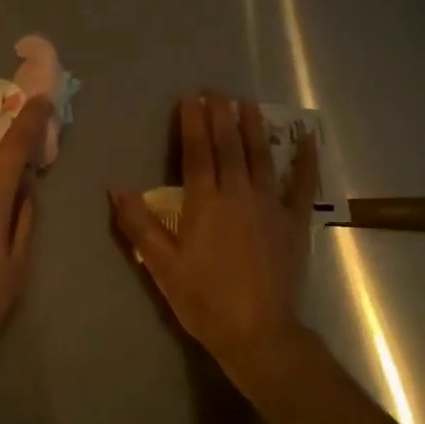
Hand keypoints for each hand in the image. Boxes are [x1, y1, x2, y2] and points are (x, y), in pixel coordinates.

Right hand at [111, 94, 318, 379]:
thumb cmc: (203, 298)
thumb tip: (117, 188)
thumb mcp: (161, 265)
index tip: (190, 98)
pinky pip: (302, 185)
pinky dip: (305, 160)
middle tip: (217, 91)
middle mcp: (239, 194)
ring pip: (262, 156)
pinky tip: (308, 139)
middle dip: (221, 116)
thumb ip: (138, 224)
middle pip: (229, 146)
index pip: (197, 152)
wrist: (257, 331)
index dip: (193, 123)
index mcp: (205, 202)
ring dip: (254, 127)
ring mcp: (270, 205)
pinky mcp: (293, 222)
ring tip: (248, 103)